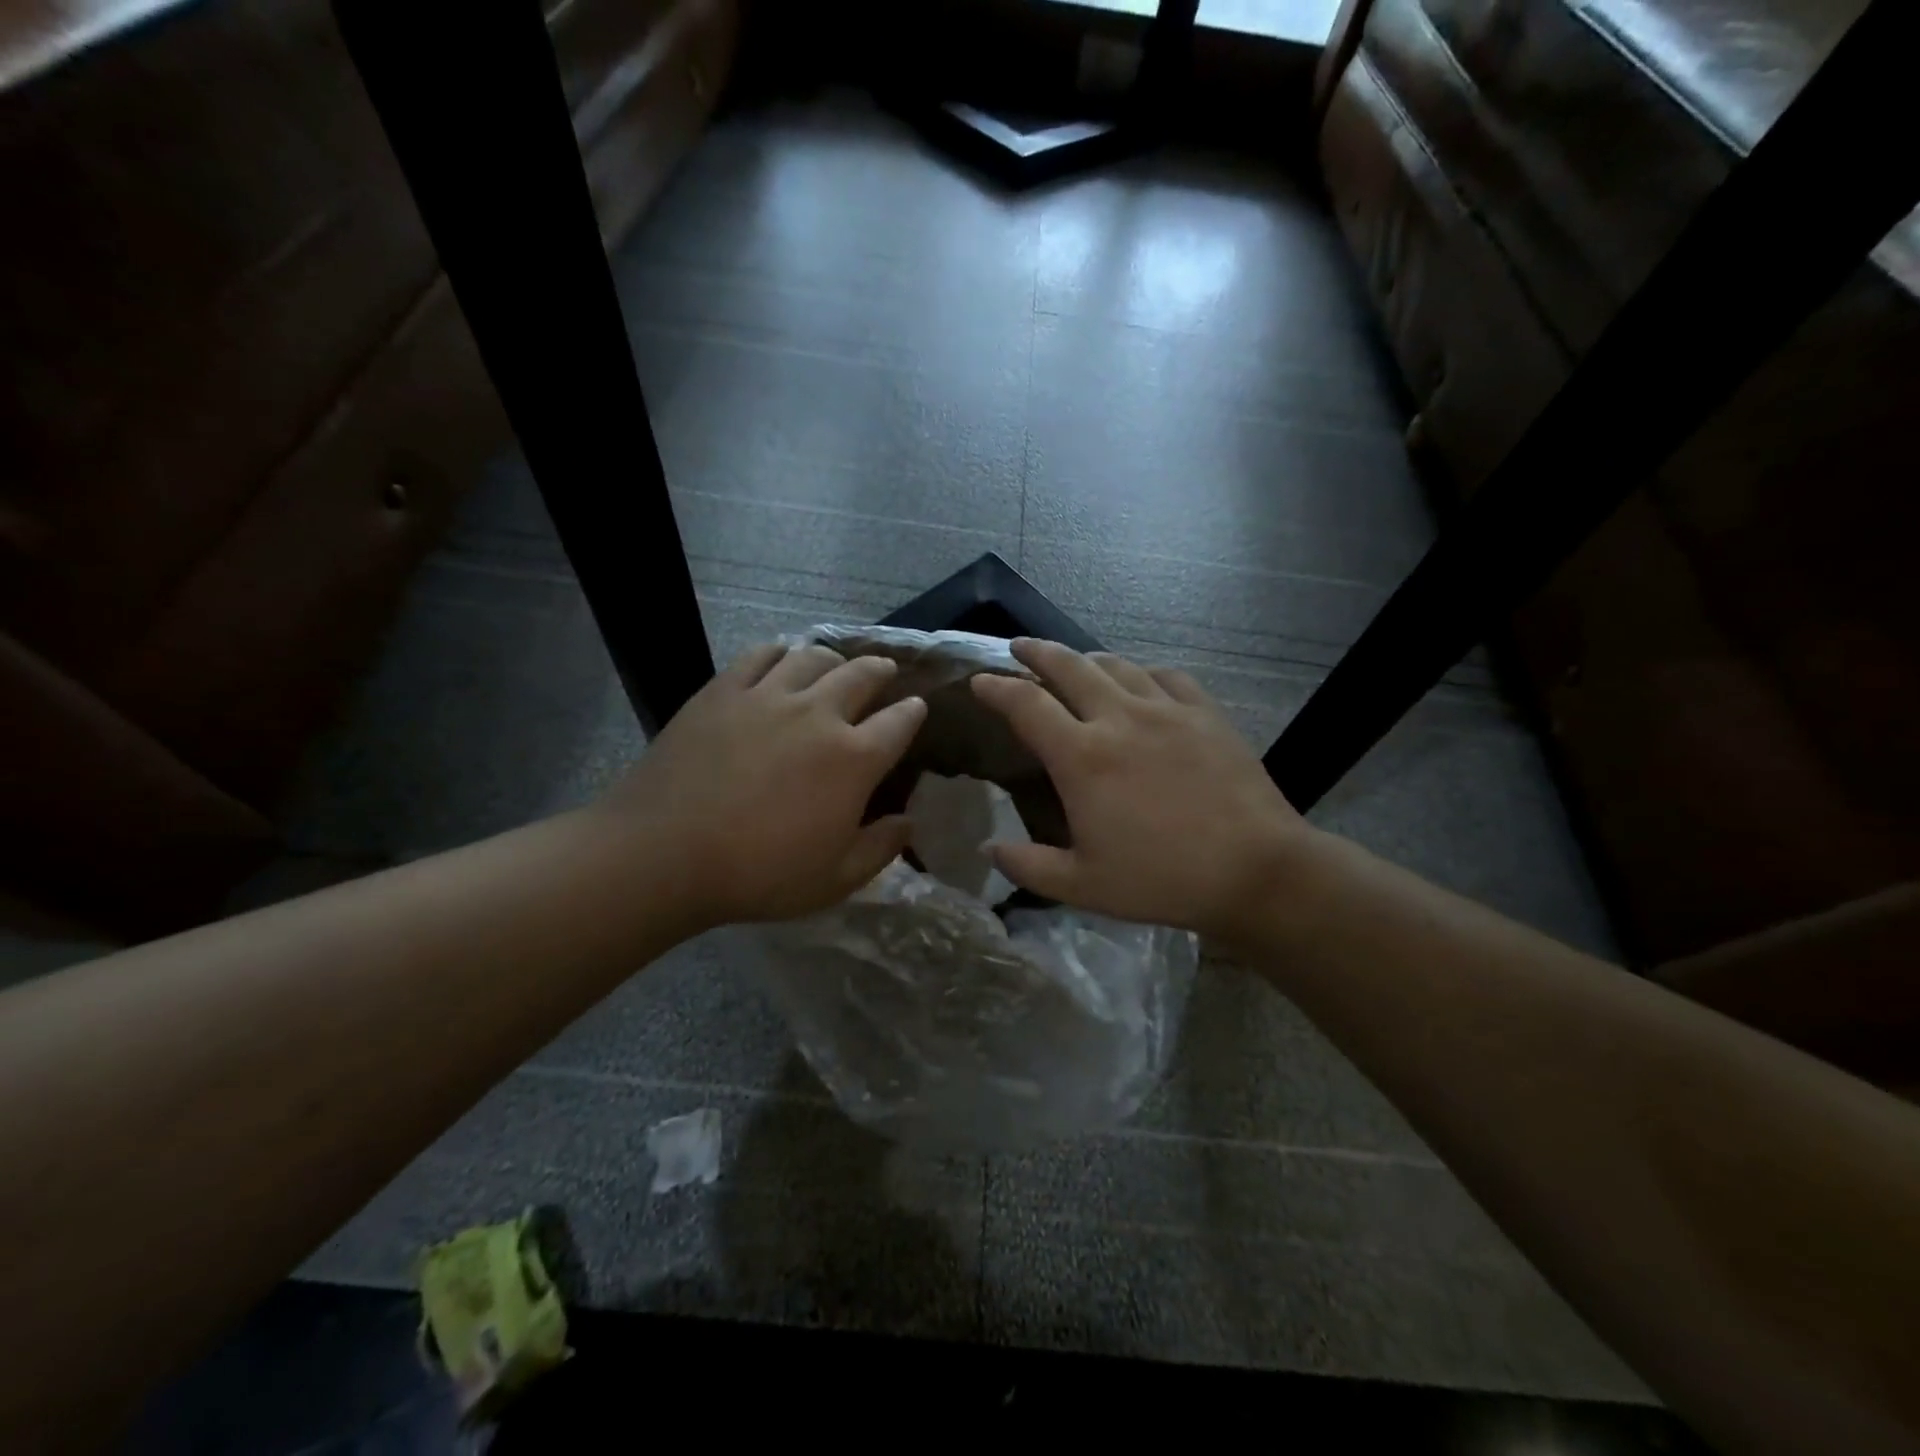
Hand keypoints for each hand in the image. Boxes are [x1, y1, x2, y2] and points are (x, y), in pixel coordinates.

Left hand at [605, 643, 925, 927]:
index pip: (899, 722)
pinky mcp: (724, 690)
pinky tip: (782, 660)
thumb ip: (880, 848)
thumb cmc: (758, 874)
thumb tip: (908, 822)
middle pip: (862, 675)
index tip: (916, 708)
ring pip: (814, 657)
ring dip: (835, 658)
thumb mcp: (834, 879)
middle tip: (884, 672)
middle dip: (881, 670)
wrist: (664, 853)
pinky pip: (761, 655)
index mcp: (853, 759)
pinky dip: (781, 653)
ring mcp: (768, 696)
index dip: (913, 712)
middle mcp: (818, 715)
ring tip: (836, 665)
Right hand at [971, 639, 1314, 941]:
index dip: (997, 688)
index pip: (1026, 705)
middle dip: (1037, 651)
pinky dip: (1142, 672)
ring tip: (1075, 661)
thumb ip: (1027, 865)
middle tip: (1019, 646)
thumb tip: (988, 849)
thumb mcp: (1082, 886)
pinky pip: (1166, 676)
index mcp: (1082, 757)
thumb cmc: (1161, 879)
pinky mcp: (1205, 713)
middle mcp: (1118, 718)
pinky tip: (1140, 680)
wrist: (1254, 870)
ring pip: (1117, 665)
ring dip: (1087, 658)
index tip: (980, 681)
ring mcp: (1166, 710)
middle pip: (1069, 666)